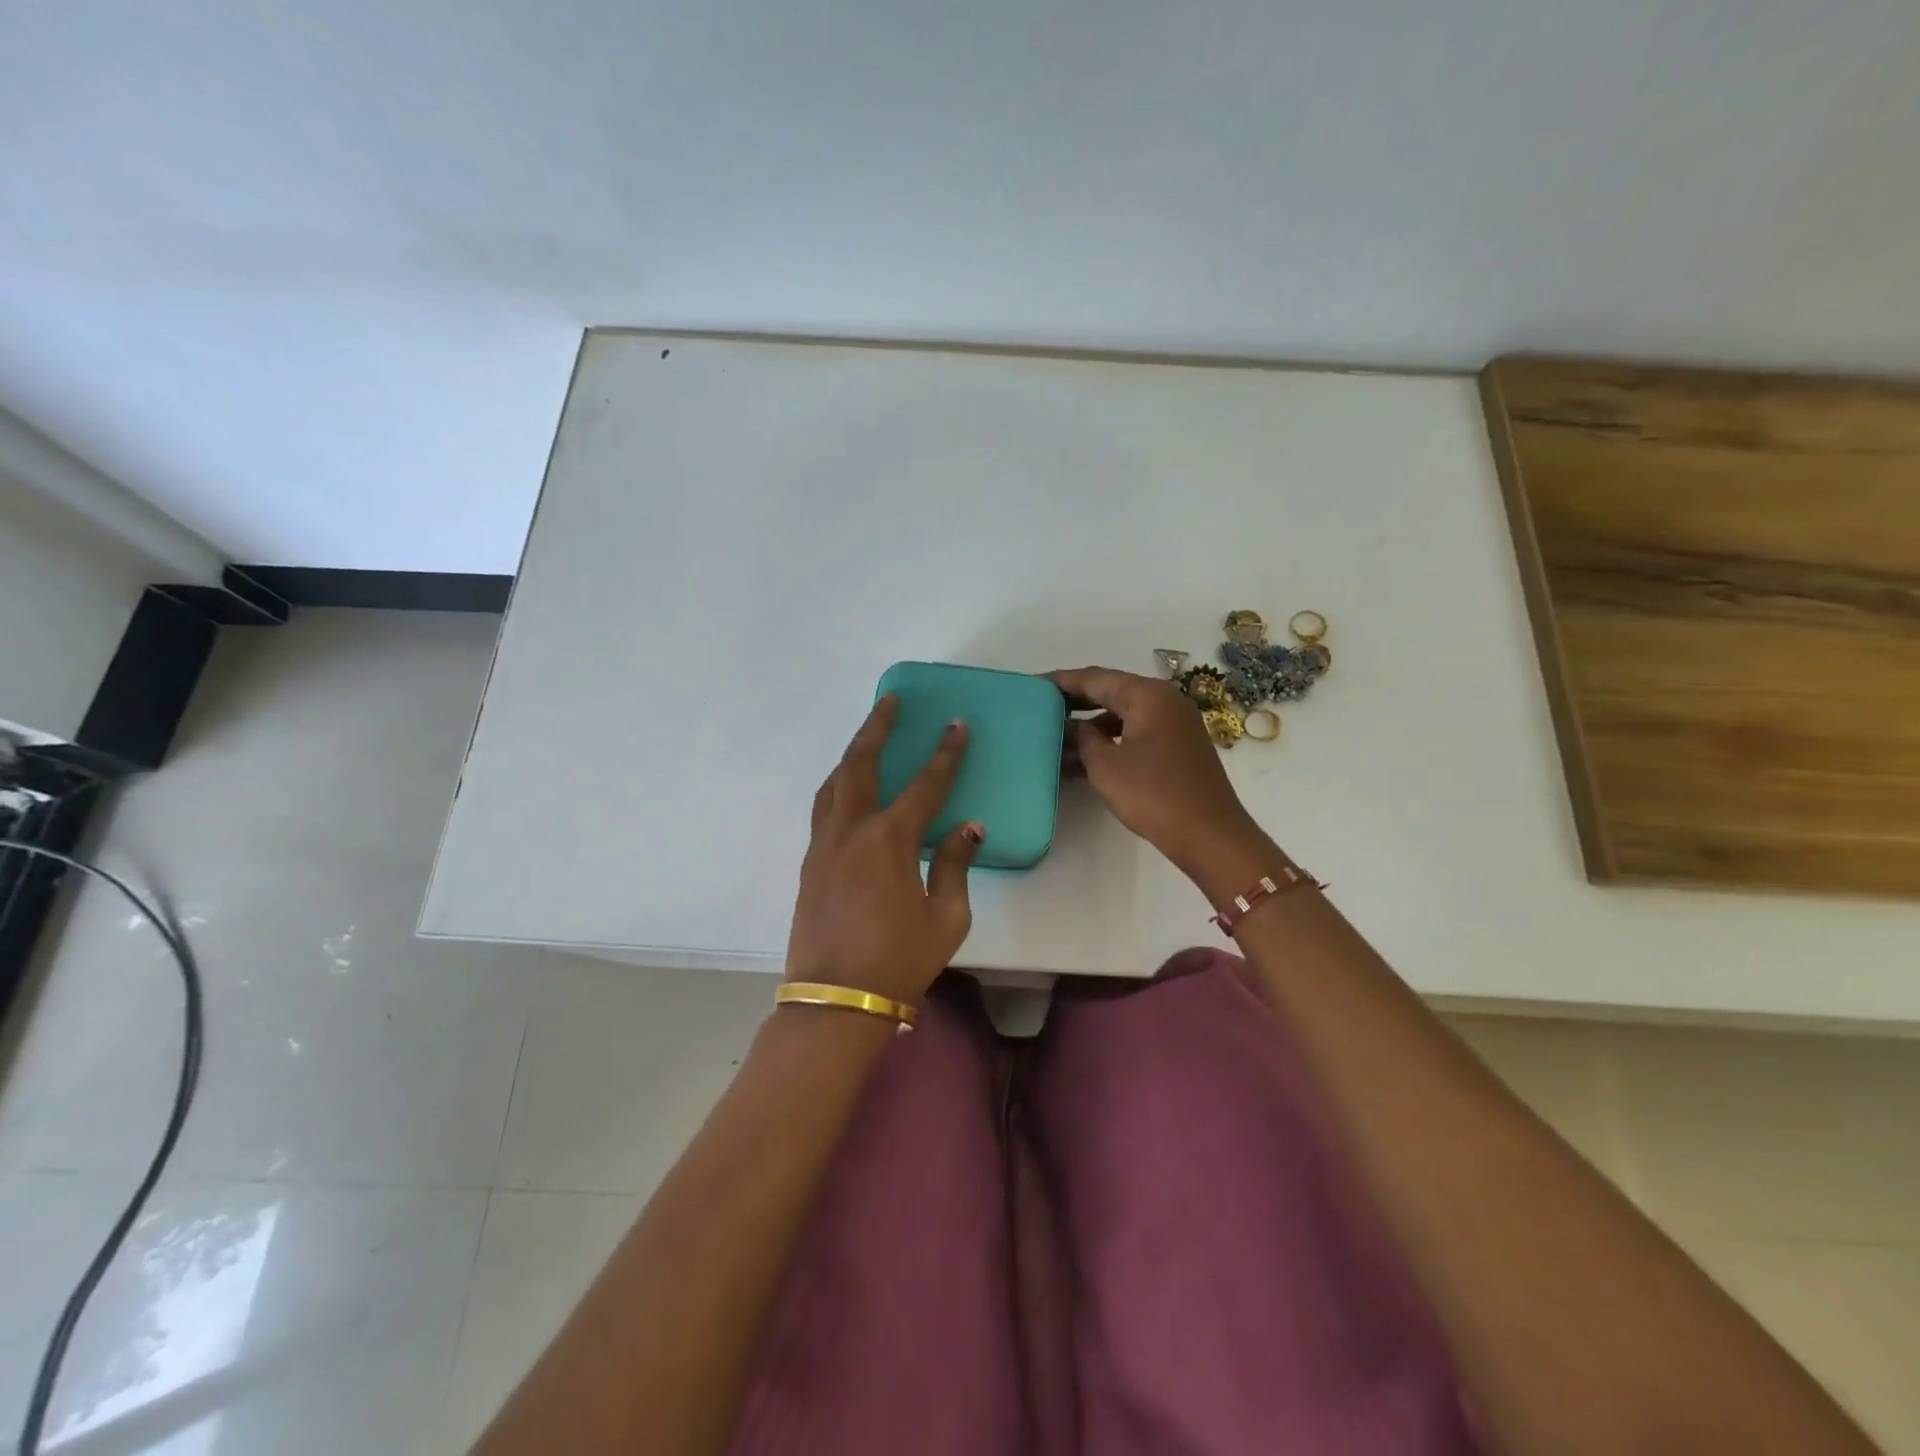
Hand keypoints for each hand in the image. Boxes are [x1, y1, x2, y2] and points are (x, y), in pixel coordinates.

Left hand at [784, 695, 983, 1003]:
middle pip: (861, 764)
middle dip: (877, 727)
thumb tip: (968, 828)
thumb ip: (956, 865)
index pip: (925, 784)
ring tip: (868, 737)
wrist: (836, 1002)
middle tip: (890, 701)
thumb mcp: (947, 918)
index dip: (945, 753)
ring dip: (852, 754)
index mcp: (890, 841)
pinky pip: (823, 809)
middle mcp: (851, 831)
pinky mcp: (808, 863)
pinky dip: (839, 786)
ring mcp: (823, 845)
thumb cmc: (899, 961)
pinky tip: (850, 790)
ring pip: (834, 783)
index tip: (956, 725)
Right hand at [1049, 666, 1281, 899]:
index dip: (1062, 681)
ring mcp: (1175, 724)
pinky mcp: (1178, 747)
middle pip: (1111, 692)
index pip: (1095, 678)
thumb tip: (1071, 726)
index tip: (1033, 684)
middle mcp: (1164, 701)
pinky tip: (1084, 760)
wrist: (1210, 835)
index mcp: (1148, 695)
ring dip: (1091, 726)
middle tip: (1040, 708)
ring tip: (1056, 738)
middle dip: (1075, 701)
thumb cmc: (1153, 795)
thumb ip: (1083, 739)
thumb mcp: (1106, 766)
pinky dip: (1111, 741)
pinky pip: (1136, 733)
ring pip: (1123, 715)